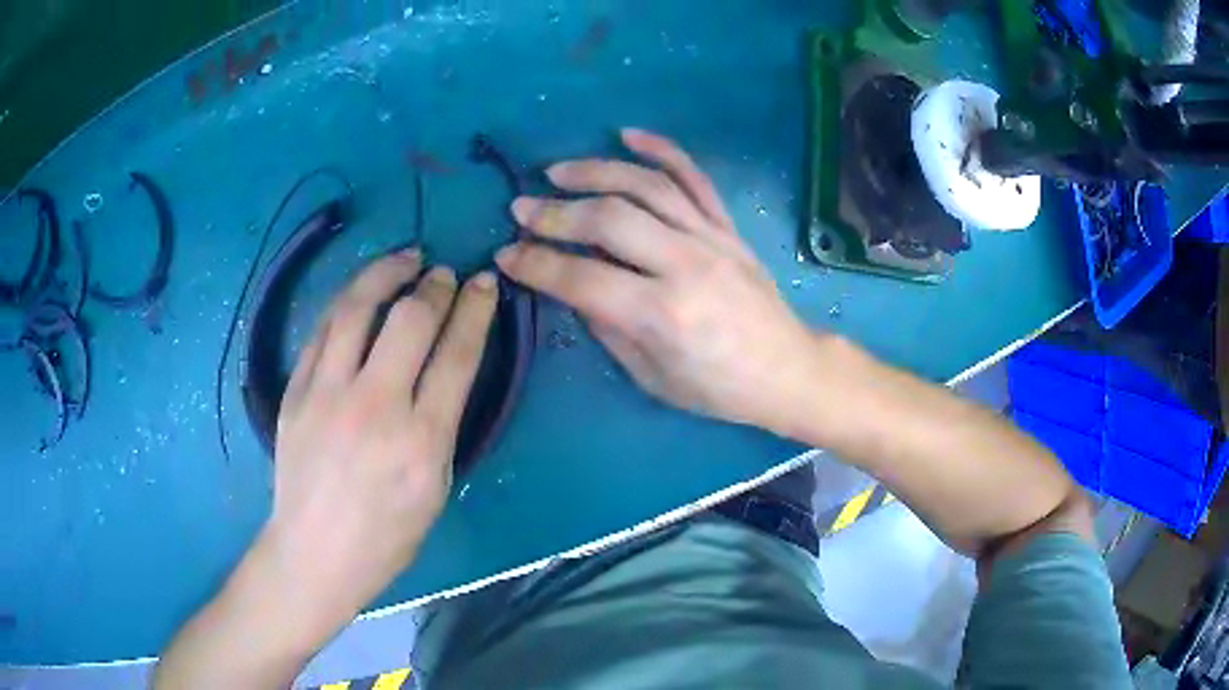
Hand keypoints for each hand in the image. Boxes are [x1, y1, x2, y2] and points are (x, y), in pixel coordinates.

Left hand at [260, 251, 497, 638]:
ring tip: (405, 258)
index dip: (475, 310)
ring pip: (357, 309)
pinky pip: (322, 330)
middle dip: (436, 287)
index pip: (456, 355)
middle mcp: (373, 407)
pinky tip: (362, 293)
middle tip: (445, 274)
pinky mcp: (295, 392)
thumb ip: (442, 422)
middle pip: (410, 320)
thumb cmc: (387, 535)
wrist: (315, 551)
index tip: (484, 283)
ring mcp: (326, 395)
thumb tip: (446, 366)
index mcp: (421, 441)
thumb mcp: (435, 487)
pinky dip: (347, 301)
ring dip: (385, 273)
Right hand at [496, 128, 817, 430]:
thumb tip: (570, 286)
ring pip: (646, 186)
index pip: (581, 277)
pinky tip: (628, 134)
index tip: (506, 253)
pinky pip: (694, 178)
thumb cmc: (716, 387)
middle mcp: (684, 265)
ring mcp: (710, 238)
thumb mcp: (651, 376)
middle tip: (521, 208)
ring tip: (557, 172)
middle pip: (608, 219)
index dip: (536, 264)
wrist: (785, 369)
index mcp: (662, 314)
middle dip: (555, 212)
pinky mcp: (727, 227)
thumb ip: (607, 327)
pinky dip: (662, 150)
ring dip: (595, 171)